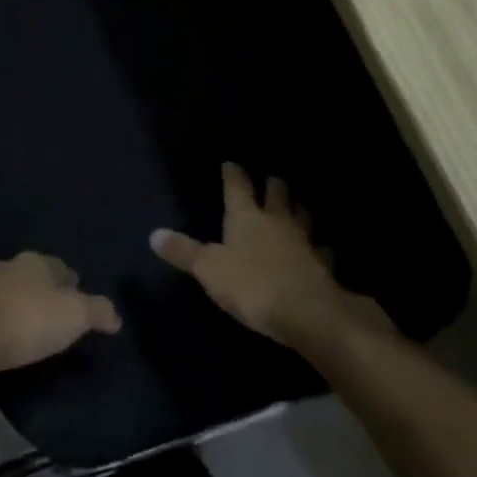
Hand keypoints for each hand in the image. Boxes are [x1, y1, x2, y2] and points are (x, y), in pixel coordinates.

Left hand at [0, 252, 121, 379]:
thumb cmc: (28, 321)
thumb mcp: (76, 316)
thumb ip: (99, 311)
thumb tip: (116, 316)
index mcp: (37, 261)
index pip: (64, 269)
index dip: (76, 288)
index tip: (82, 309)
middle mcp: (10, 264)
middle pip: (37, 278)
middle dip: (47, 295)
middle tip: (59, 321)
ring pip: (13, 292)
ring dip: (23, 306)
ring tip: (33, 332)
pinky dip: (4, 320)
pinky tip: (8, 338)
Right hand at [152, 162, 374, 346]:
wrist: (306, 312)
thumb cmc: (251, 285)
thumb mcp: (208, 269)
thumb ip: (183, 252)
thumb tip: (154, 234)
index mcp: (246, 217)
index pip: (237, 187)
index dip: (233, 174)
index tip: (231, 164)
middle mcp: (276, 222)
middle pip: (277, 195)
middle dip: (273, 186)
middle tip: (271, 179)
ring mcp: (303, 241)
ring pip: (303, 216)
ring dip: (299, 209)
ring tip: (297, 205)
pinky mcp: (322, 265)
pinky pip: (321, 250)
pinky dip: (319, 247)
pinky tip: (320, 249)